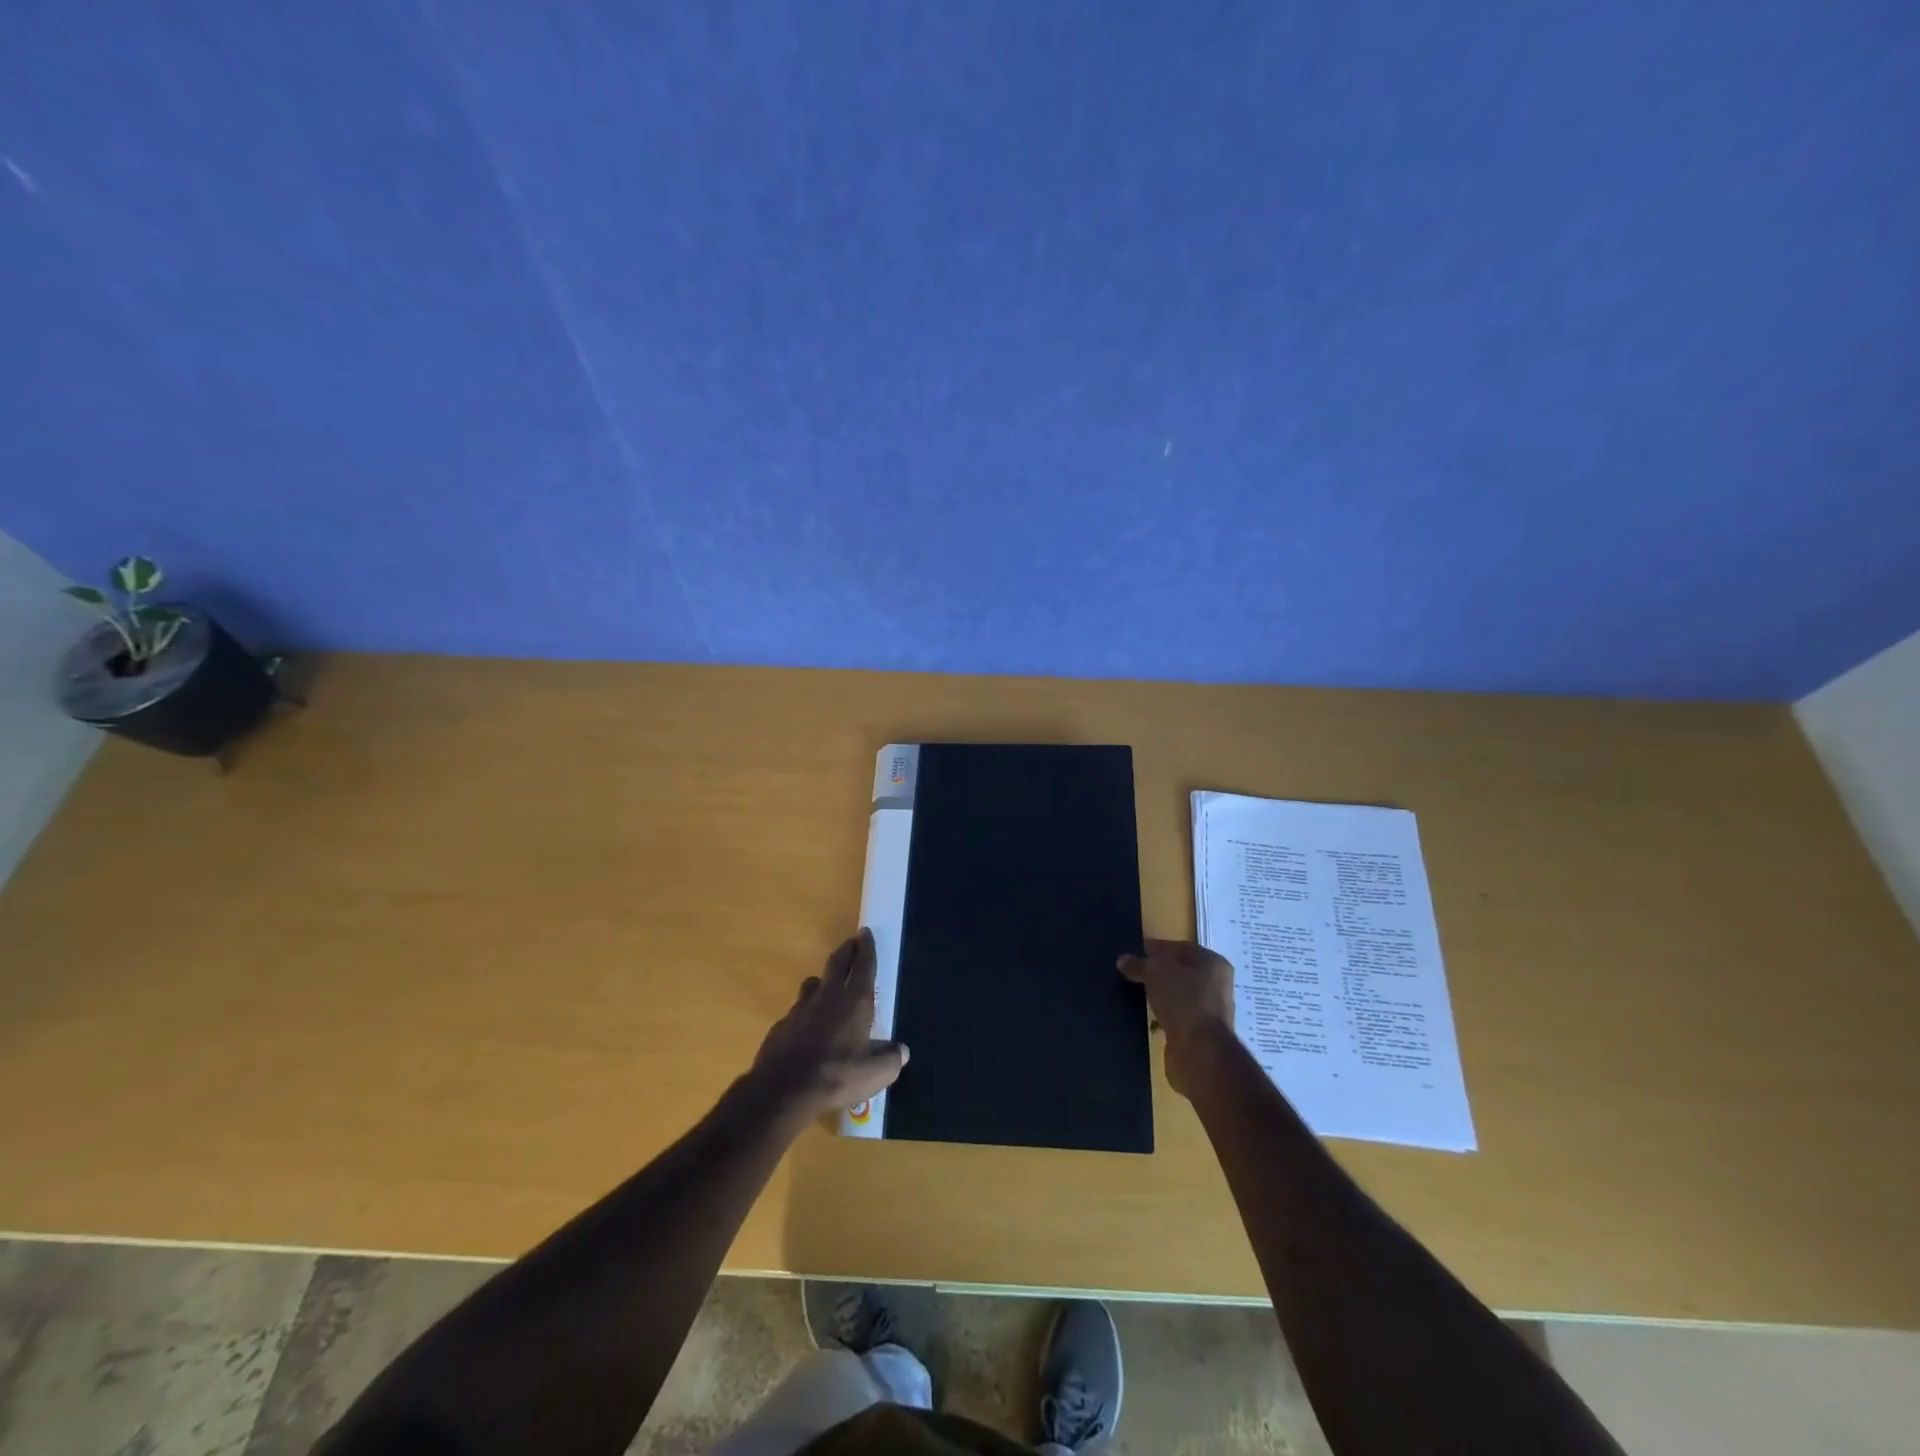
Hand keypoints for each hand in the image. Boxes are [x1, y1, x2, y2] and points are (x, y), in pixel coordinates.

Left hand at [748, 929, 908, 1124]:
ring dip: (823, 980)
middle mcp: (828, 997)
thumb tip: (902, 1051)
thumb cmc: (836, 1077)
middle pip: (837, 963)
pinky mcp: (781, 1025)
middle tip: (852, 942)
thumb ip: (890, 1060)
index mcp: (855, 1002)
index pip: (863, 965)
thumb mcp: (874, 1076)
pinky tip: (807, 1028)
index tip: (866, 932)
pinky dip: (806, 1012)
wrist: (782, 1091)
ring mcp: (801, 1009)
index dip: (866, 948)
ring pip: (813, 984)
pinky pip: (797, 1011)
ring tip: (827, 985)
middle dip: (847, 950)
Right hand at [1118, 939, 1234, 1097]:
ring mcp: (1210, 1010)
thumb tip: (1123, 960)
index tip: (1133, 953)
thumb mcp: (1155, 972)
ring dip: (1160, 995)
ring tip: (1136, 994)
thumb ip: (1139, 963)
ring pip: (1178, 995)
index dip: (1156, 948)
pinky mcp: (1201, 1033)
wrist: (1200, 1051)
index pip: (1179, 948)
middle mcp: (1216, 984)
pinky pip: (1177, 1016)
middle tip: (1132, 974)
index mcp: (1213, 962)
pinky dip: (1163, 1015)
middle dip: (1156, 973)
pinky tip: (1147, 1016)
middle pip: (1180, 971)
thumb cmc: (1183, 1000)